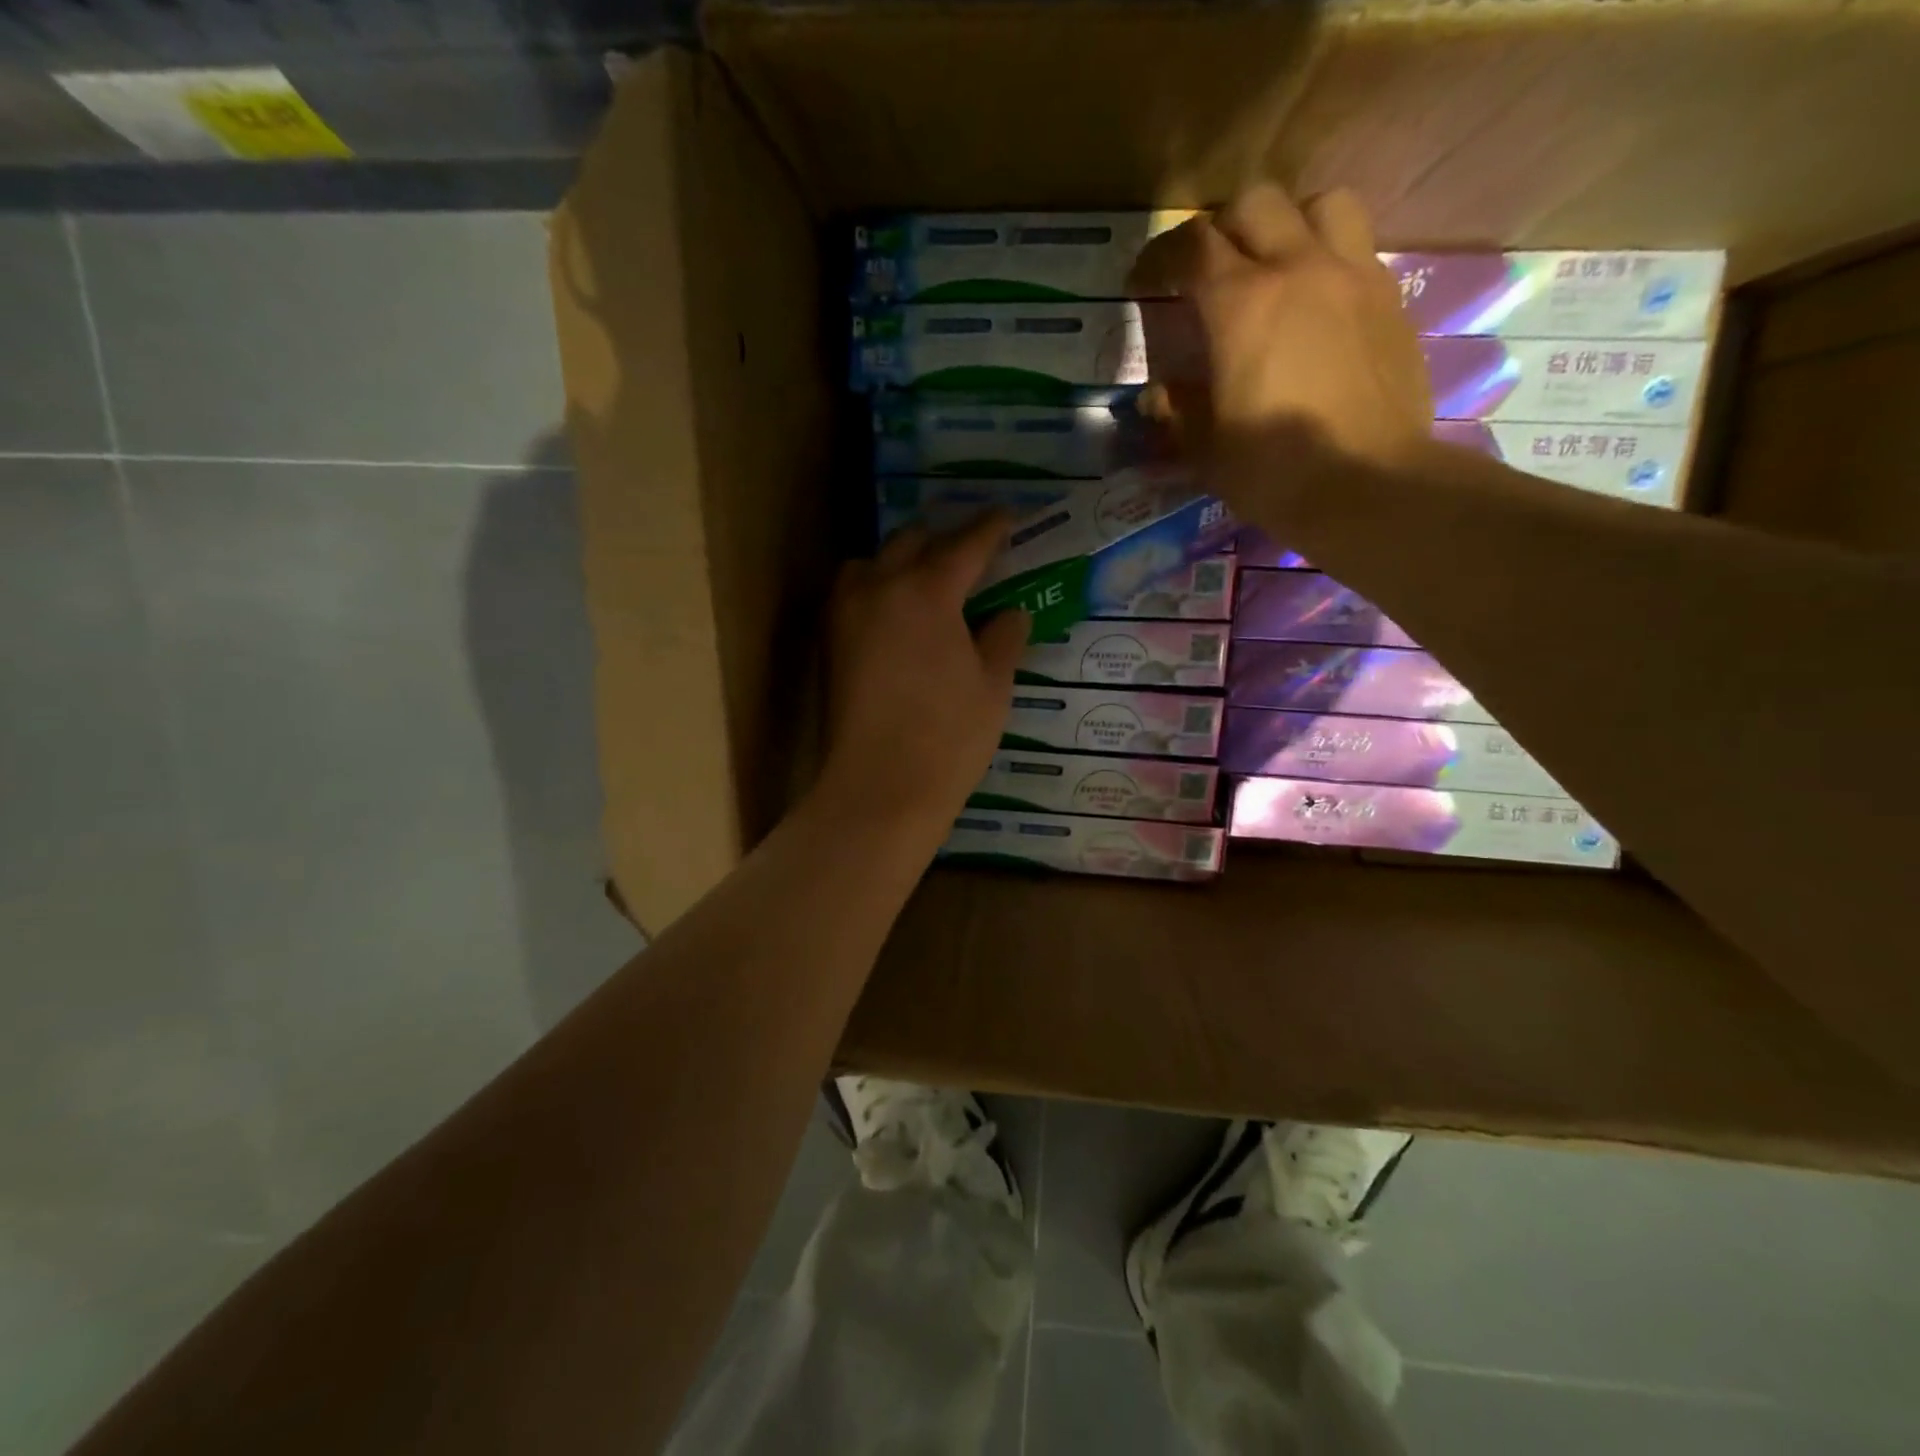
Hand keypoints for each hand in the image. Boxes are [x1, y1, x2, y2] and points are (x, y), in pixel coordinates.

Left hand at [813, 514, 1028, 849]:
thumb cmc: (947, 738)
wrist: (878, 789)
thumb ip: (1004, 639)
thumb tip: (1011, 612)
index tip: (1007, 517)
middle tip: (970, 556)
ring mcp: (846, 615)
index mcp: (927, 591)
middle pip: (911, 541)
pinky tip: (898, 617)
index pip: (965, 544)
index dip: (991, 528)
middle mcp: (879, 588)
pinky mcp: (829, 644)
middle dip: (943, 540)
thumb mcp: (993, 687)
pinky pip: (853, 594)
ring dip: (900, 561)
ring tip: (926, 583)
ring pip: (871, 563)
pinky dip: (877, 589)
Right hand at [1130, 183, 1432, 520]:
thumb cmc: (1274, 471)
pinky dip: (1328, 258)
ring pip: (1319, 204)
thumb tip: (1157, 396)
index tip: (1144, 281)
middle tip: (1207, 272)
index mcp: (1240, 304)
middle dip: (1221, 229)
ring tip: (1274, 265)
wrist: (1369, 486)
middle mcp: (1297, 267)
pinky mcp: (1389, 298)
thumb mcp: (1206, 450)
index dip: (1161, 258)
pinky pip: (1356, 247)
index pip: (1192, 247)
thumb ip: (1178, 412)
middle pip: (1254, 204)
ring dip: (1288, 224)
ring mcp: (1352, 276)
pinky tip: (1317, 303)